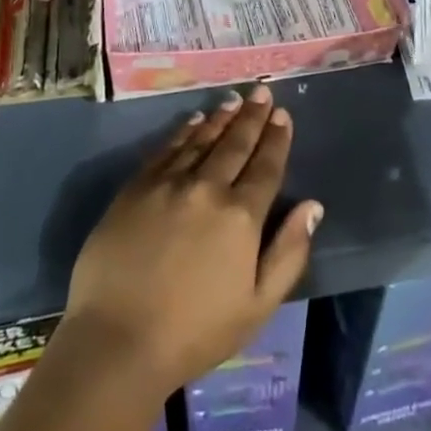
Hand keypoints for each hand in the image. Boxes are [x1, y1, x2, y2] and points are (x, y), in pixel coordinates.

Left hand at [62, 85, 321, 399]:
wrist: (117, 339)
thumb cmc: (194, 333)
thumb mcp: (257, 306)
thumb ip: (288, 253)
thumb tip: (313, 206)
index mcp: (240, 217)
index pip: (265, 167)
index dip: (276, 139)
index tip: (282, 115)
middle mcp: (207, 188)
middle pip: (235, 144)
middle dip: (252, 116)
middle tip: (262, 92)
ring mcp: (169, 183)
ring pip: (202, 139)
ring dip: (221, 118)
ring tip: (234, 100)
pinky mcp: (137, 186)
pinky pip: (167, 148)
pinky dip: (184, 131)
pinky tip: (194, 121)